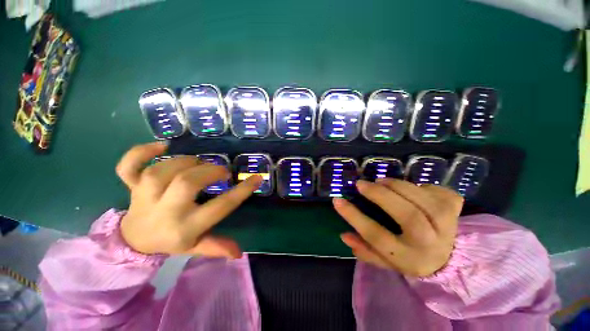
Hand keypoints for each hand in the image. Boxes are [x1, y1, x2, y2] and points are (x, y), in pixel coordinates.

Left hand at [115, 142, 261, 257]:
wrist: (133, 240)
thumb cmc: (171, 240)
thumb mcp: (196, 247)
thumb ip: (217, 246)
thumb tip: (239, 252)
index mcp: (185, 227)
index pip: (220, 207)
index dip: (241, 191)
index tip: (256, 178)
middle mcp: (165, 211)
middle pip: (186, 183)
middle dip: (210, 172)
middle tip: (222, 171)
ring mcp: (144, 197)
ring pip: (160, 172)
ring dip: (185, 162)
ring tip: (199, 163)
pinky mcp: (131, 186)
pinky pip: (128, 167)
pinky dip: (140, 153)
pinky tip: (161, 146)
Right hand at [333, 178, 462, 276]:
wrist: (448, 259)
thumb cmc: (410, 257)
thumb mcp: (385, 260)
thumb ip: (364, 250)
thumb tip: (344, 235)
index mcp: (408, 258)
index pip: (377, 237)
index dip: (354, 217)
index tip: (337, 200)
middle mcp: (430, 244)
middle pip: (408, 216)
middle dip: (380, 195)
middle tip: (361, 184)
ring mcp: (449, 225)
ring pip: (424, 200)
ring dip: (398, 186)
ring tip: (380, 181)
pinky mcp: (456, 209)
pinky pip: (438, 191)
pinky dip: (420, 185)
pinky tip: (410, 188)